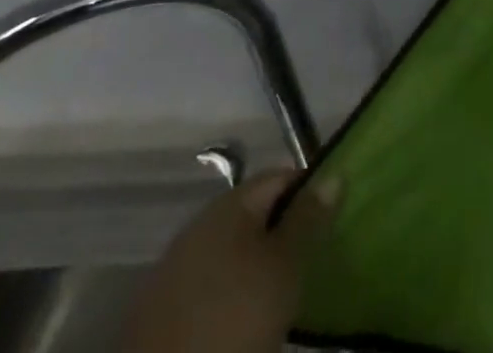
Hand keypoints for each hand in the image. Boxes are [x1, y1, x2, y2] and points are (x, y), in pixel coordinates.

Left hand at [124, 169, 338, 352]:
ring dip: (253, 260)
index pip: (279, 176)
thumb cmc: (236, 318)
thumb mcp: (286, 267)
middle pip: (253, 212)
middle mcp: (199, 223)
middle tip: (307, 260)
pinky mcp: (159, 309)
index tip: (328, 222)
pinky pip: (208, 280)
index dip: (308, 192)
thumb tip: (334, 174)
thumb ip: (309, 217)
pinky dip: (228, 288)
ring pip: (229, 247)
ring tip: (277, 292)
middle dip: (281, 229)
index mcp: (228, 203)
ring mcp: (174, 266)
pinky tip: (240, 314)